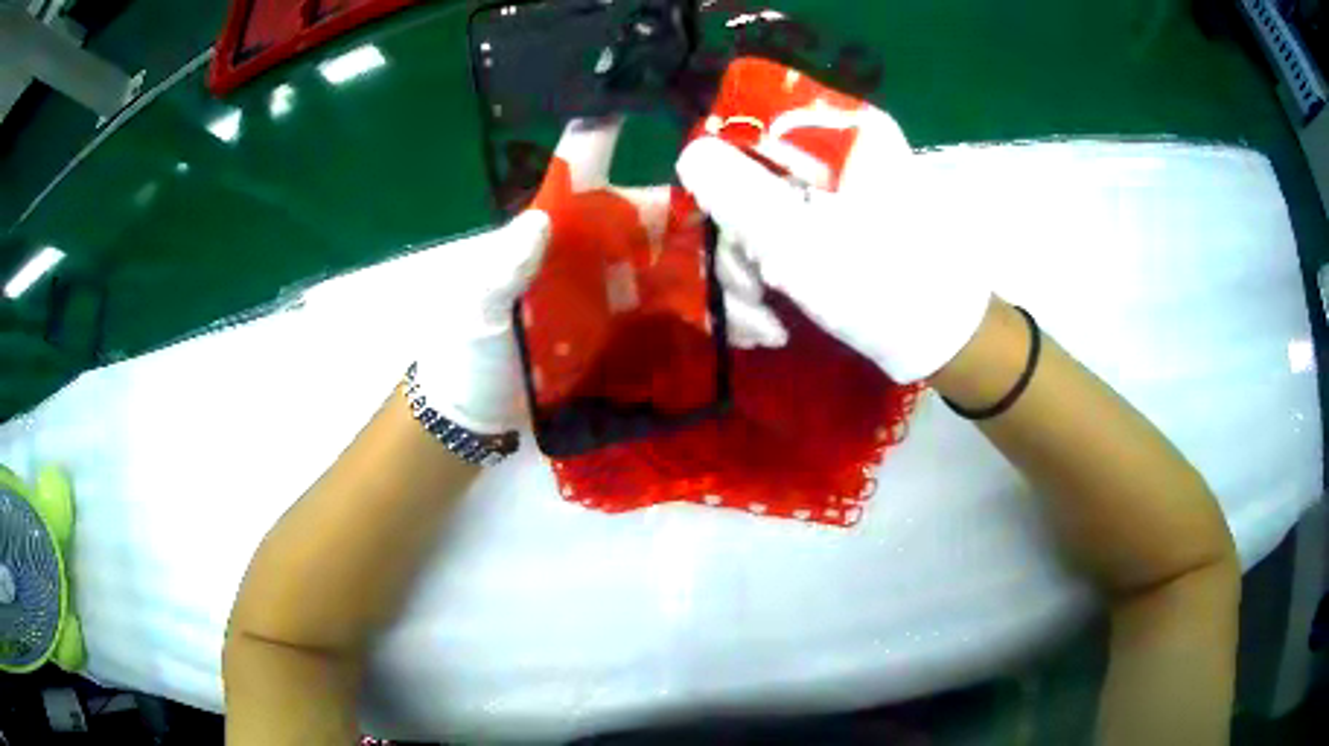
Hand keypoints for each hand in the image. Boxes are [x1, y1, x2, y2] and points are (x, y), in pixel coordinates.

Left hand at [415, 117, 781, 434]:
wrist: (480, 406)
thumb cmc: (471, 345)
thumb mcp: (481, 306)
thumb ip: (504, 266)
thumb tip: (536, 221)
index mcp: (564, 221)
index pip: (591, 163)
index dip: (617, 131)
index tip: (649, 112)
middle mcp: (603, 242)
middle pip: (668, 220)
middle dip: (715, 236)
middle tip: (754, 267)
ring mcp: (625, 285)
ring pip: (689, 269)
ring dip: (730, 287)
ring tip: (766, 322)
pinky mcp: (637, 326)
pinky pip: (688, 314)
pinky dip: (721, 322)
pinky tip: (755, 336)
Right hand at [675, 98, 989, 382]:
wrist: (944, 343)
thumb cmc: (883, 288)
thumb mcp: (801, 243)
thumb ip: (737, 193)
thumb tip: (690, 153)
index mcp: (838, 134)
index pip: (750, 128)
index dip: (721, 178)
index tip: (724, 231)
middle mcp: (834, 153)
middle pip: (748, 178)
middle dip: (738, 247)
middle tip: (751, 293)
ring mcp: (832, 192)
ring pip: (757, 216)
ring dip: (747, 277)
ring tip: (765, 327)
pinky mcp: (830, 226)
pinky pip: (777, 240)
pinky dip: (767, 283)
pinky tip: (770, 326)